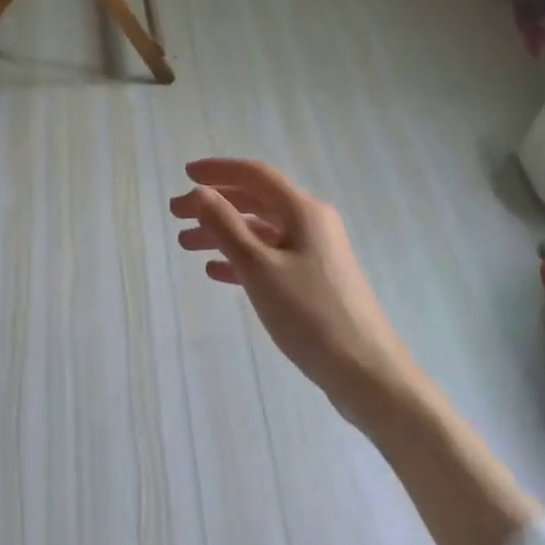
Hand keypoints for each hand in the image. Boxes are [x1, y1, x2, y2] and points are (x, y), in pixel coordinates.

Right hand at [171, 159, 416, 422]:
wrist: (367, 374)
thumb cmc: (310, 315)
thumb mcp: (259, 267)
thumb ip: (225, 226)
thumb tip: (199, 192)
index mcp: (303, 211)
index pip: (255, 175)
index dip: (219, 170)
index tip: (186, 174)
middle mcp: (311, 224)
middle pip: (255, 201)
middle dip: (214, 204)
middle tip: (176, 214)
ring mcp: (315, 254)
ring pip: (260, 232)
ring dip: (223, 233)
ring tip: (186, 245)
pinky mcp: (315, 281)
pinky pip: (270, 257)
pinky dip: (241, 259)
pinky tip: (216, 272)